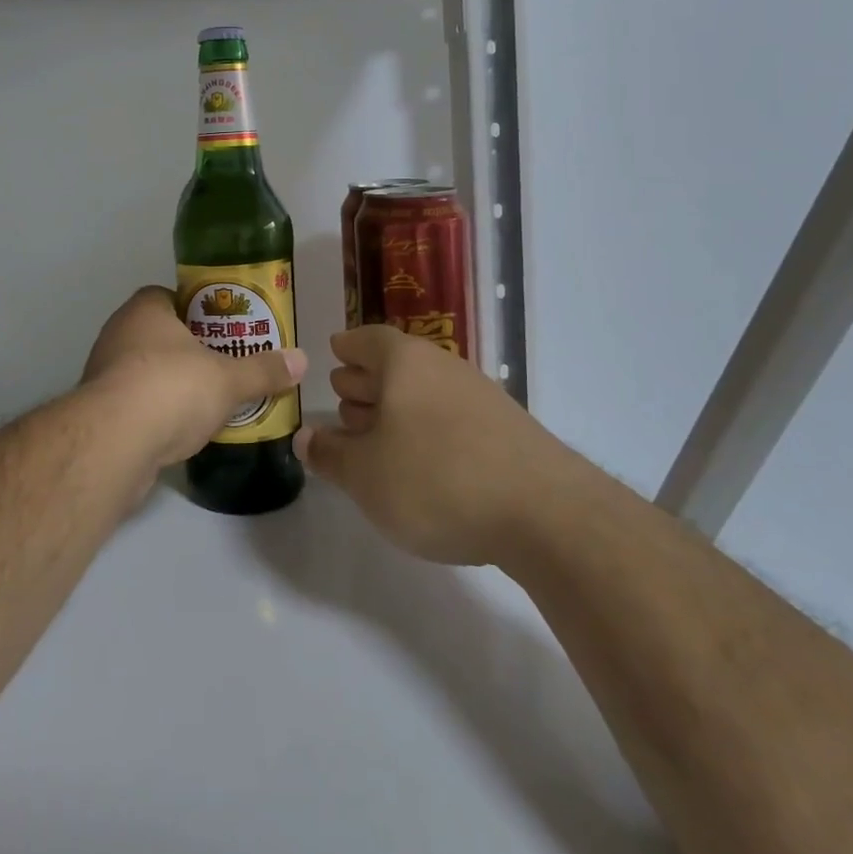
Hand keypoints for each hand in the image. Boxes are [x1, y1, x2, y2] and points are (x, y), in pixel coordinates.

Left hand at [83, 287, 306, 467]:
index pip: (170, 297)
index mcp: (145, 310)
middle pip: (160, 334)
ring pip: (146, 370)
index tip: (224, 330)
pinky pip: (135, 403)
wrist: (113, 443)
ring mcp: (103, 373)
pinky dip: (156, 413)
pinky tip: (181, 431)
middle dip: (189, 350)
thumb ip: (263, 370)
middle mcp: (118, 333)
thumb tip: (301, 360)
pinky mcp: (98, 412)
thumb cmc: (171, 389)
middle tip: (224, 365)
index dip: (198, 310)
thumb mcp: (228, 379)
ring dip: (172, 383)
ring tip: (209, 401)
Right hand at [295, 324, 562, 564]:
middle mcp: (443, 367)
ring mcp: (481, 396)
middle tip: (344, 397)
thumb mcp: (366, 475)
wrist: (547, 514)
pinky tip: (422, 460)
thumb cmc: (436, 479)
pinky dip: (427, 428)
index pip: (367, 339)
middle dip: (367, 379)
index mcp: (405, 362)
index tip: (333, 353)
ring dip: (396, 407)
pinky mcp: (507, 430)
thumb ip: (330, 455)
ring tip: (376, 434)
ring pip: (425, 391)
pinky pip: (452, 415)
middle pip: (396, 363)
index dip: (347, 347)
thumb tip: (305, 437)